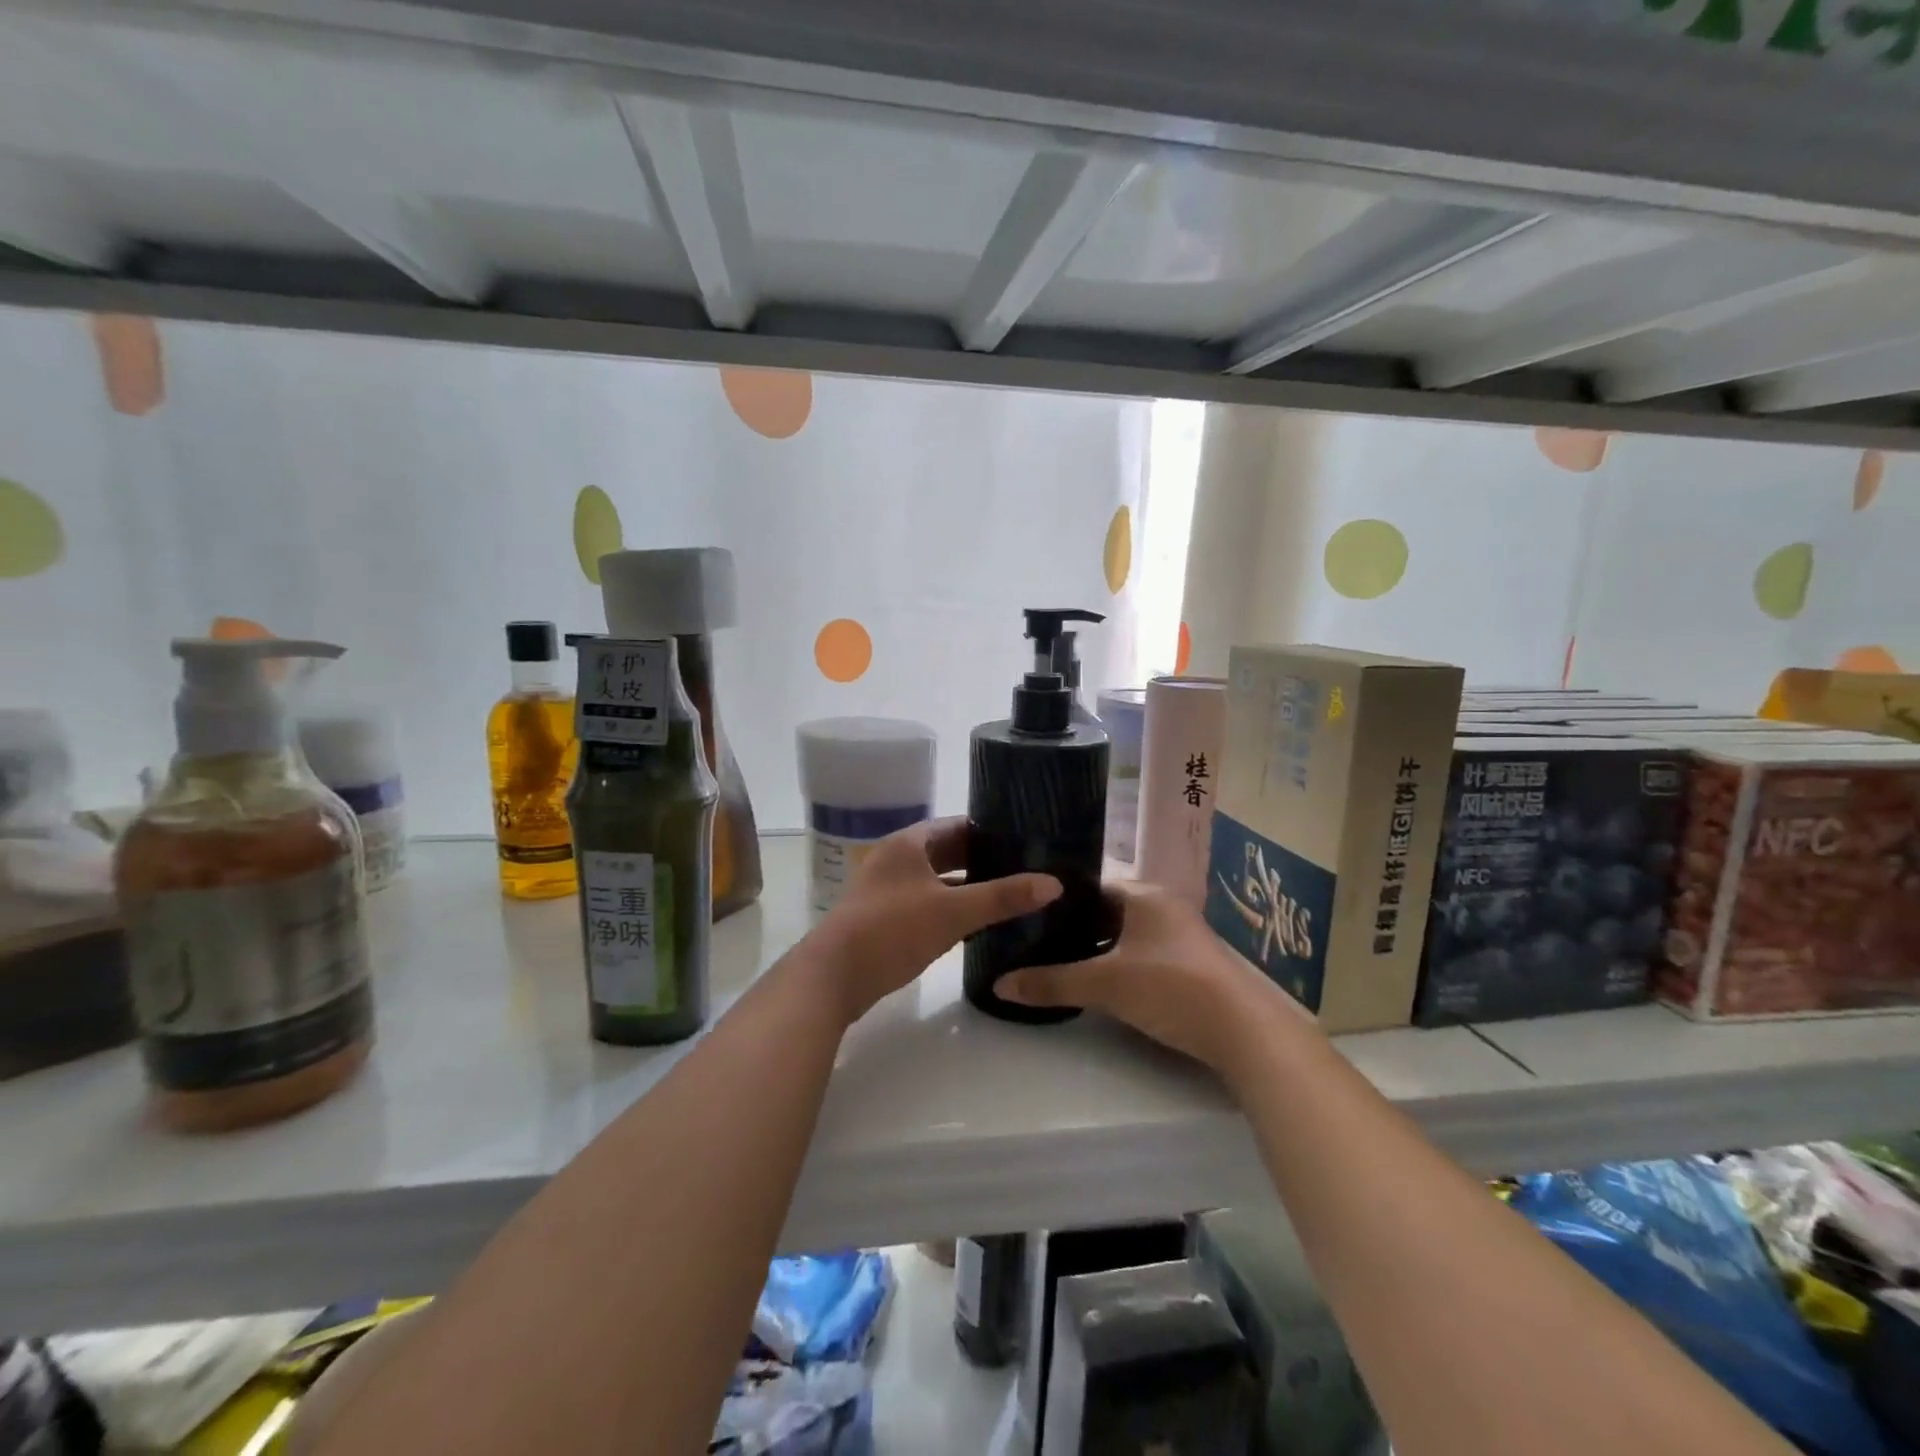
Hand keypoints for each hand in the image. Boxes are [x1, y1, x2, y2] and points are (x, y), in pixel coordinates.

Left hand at [809, 818, 1060, 1023]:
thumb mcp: (953, 911)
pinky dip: (949, 908)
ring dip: (965, 886)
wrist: (832, 977)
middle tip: (1022, 868)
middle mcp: (895, 860)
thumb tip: (1054, 883)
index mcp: (907, 844)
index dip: (988, 830)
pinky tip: (975, 924)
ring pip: (935, 880)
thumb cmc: (892, 930)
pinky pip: (925, 904)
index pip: (956, 825)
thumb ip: (1002, 897)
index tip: (1023, 839)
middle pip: (945, 852)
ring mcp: (885, 890)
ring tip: (1007, 895)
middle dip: (981, 859)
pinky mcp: (882, 919)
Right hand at [996, 882, 1304, 1078]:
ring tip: (1057, 958)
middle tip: (1033, 938)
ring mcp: (1180, 935)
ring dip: (1097, 945)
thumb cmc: (1170, 987)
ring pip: (1125, 933)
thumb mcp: (1105, 984)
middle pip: (1106, 909)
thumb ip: (1052, 982)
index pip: (1090, 884)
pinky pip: (1141, 952)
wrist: (1244, 1031)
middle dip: (1074, 924)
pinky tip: (1098, 979)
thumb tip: (999, 985)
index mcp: (1144, 894)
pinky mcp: (1189, 963)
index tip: (1026, 912)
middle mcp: (1163, 906)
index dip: (1058, 898)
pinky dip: (1118, 961)